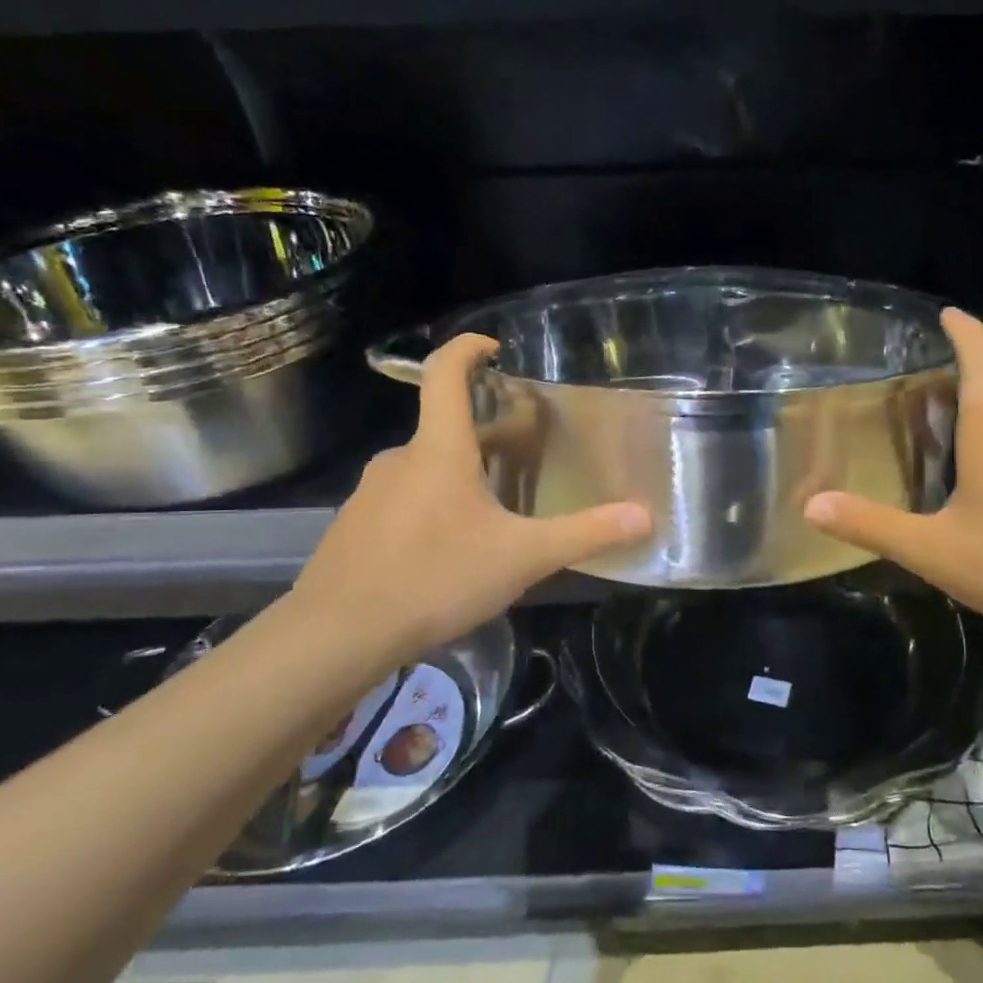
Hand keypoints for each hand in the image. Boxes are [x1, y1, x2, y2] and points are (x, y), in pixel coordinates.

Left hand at [288, 334, 650, 673]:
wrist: (336, 635)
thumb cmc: (435, 578)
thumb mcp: (522, 558)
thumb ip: (585, 534)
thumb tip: (646, 515)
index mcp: (438, 450)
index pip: (446, 374)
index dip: (468, 348)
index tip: (494, 347)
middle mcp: (399, 459)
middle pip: (445, 429)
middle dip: (486, 435)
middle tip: (524, 457)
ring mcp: (370, 493)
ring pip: (424, 469)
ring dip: (460, 476)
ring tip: (493, 515)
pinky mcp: (354, 527)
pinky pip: (402, 501)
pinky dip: (432, 507)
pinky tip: (448, 553)